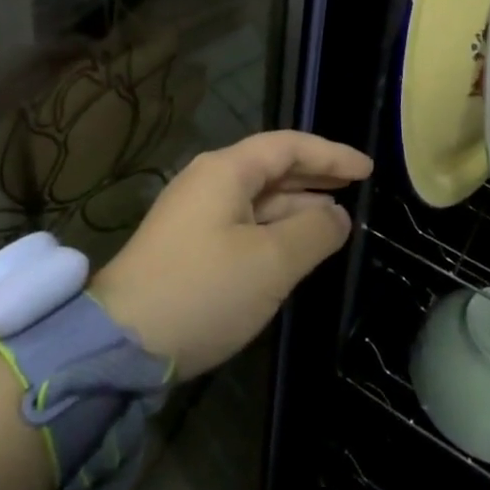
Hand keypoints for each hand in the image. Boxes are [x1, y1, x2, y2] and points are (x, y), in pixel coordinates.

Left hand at [87, 130, 371, 379]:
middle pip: (272, 167)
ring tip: (337, 216)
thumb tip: (337, 215)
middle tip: (356, 186)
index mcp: (226, 170)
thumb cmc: (204, 290)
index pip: (287, 146)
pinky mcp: (190, 244)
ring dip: (297, 204)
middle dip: (315, 174)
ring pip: (258, 197)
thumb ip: (313, 231)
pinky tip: (296, 246)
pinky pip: (244, 222)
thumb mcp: (271, 263)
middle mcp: (210, 180)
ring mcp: (196, 213)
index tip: (366, 169)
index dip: (329, 154)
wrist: (122, 343)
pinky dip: (276, 227)